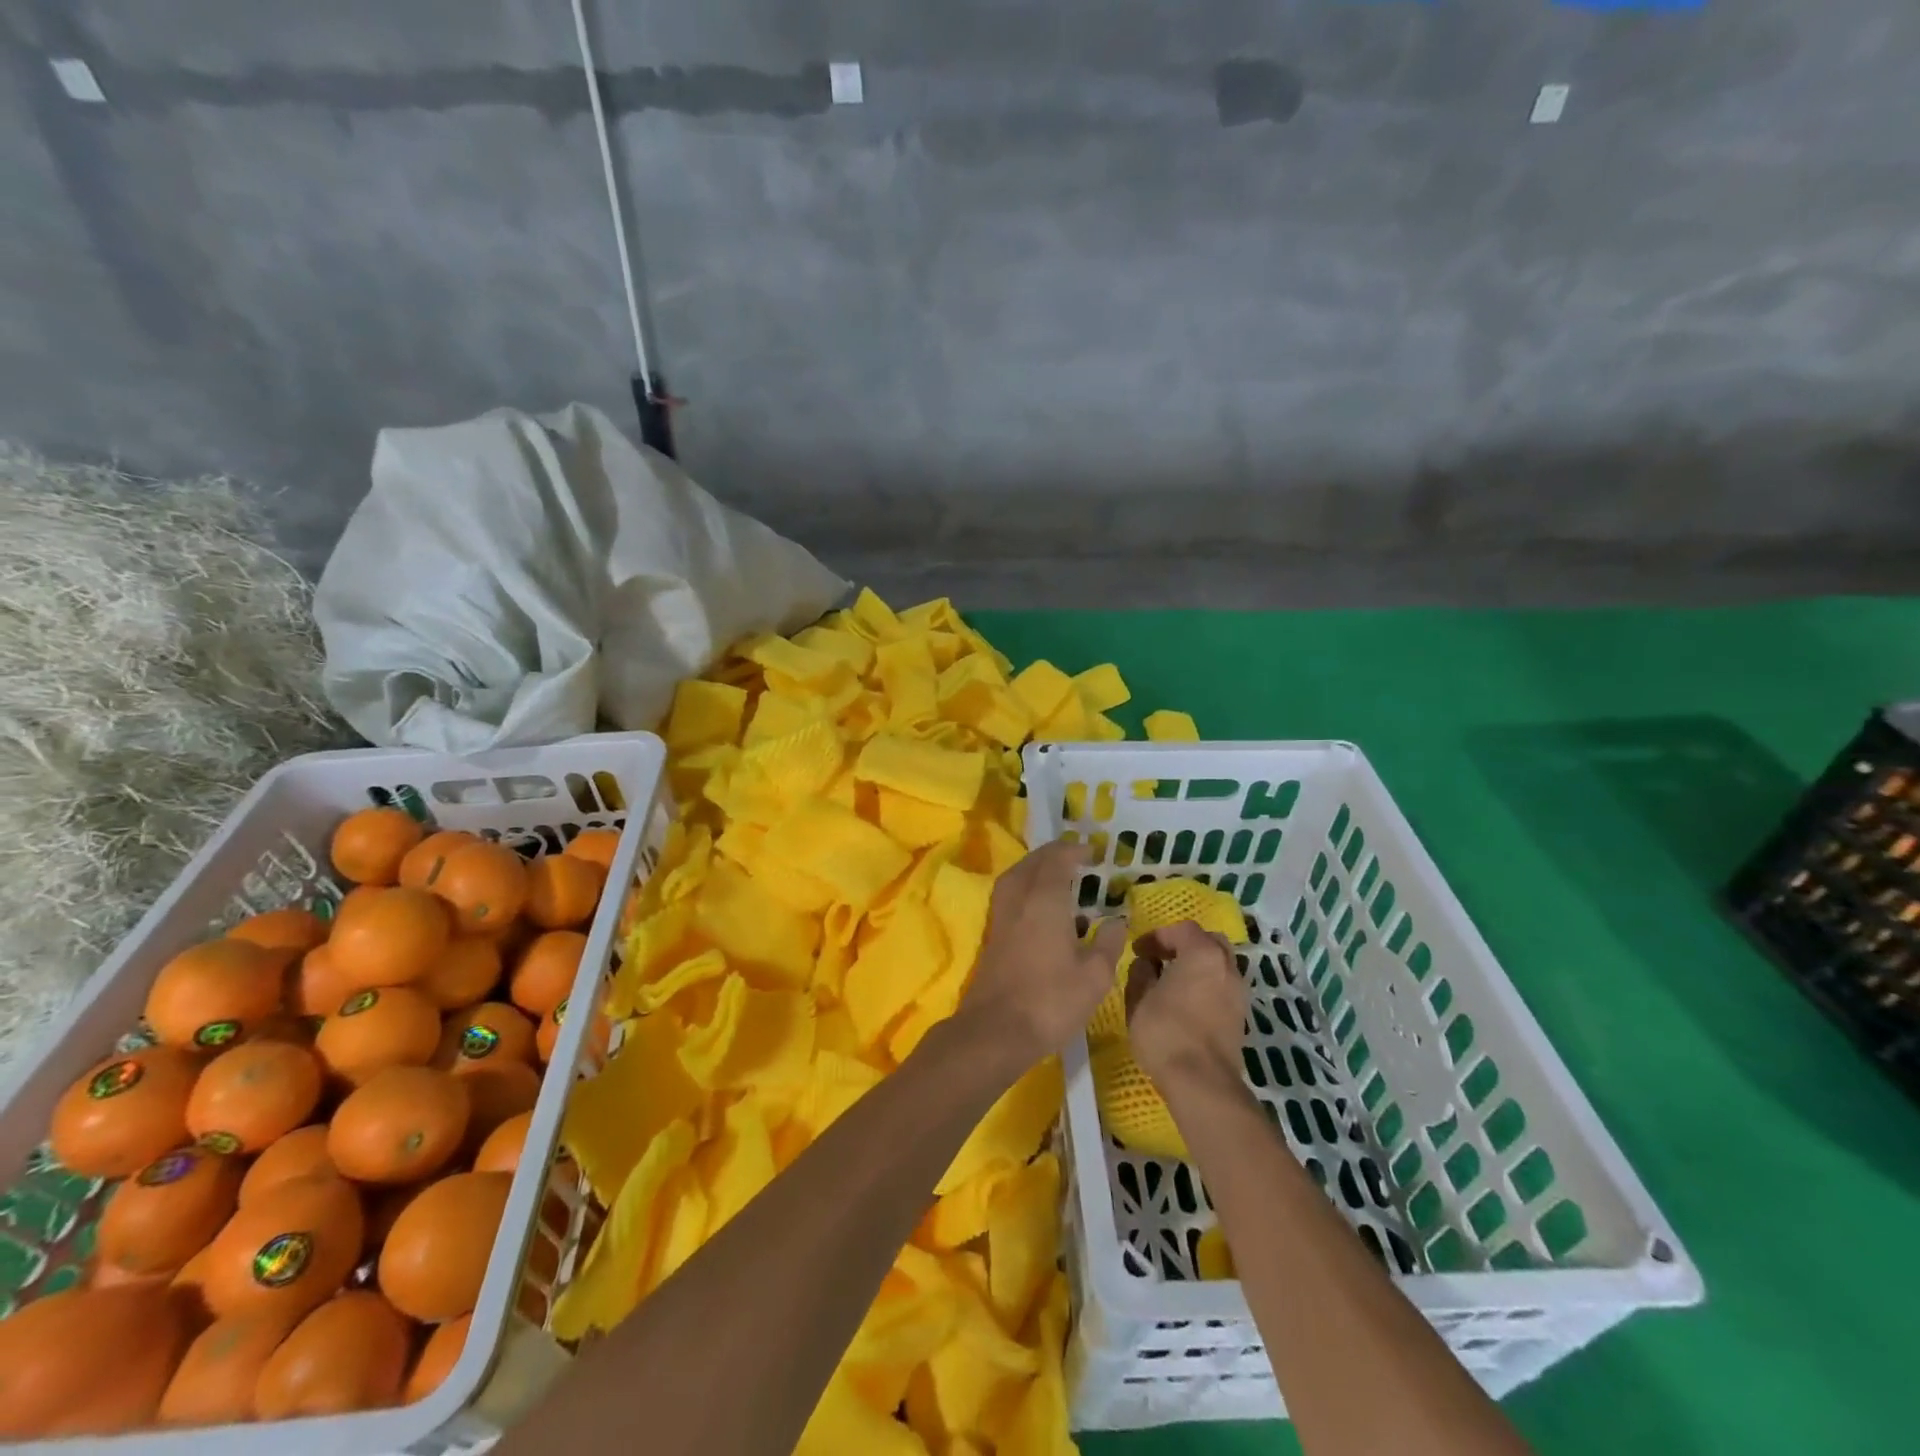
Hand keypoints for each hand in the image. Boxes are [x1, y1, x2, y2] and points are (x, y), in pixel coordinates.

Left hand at [959, 840, 1127, 1069]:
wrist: (996, 1032)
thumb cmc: (1050, 1001)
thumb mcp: (1094, 976)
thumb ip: (1108, 943)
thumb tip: (1117, 919)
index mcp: (1044, 901)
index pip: (1057, 860)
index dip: (1073, 850)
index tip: (1092, 851)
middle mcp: (1019, 901)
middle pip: (1031, 864)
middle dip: (1052, 854)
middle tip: (1074, 856)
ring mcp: (1001, 919)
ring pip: (1015, 879)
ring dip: (1034, 869)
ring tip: (1057, 875)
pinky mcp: (993, 938)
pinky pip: (1010, 897)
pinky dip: (1025, 889)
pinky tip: (1041, 908)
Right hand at [1127, 920, 1248, 1098]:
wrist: (1203, 1083)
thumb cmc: (1165, 1032)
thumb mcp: (1138, 999)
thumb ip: (1140, 973)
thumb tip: (1146, 964)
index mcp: (1203, 954)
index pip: (1182, 929)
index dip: (1157, 936)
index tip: (1138, 951)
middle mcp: (1227, 967)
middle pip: (1209, 941)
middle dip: (1184, 945)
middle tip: (1161, 958)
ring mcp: (1239, 993)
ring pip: (1220, 965)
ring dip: (1198, 966)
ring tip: (1173, 982)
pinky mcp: (1241, 1017)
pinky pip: (1223, 987)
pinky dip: (1207, 985)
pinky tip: (1187, 1003)